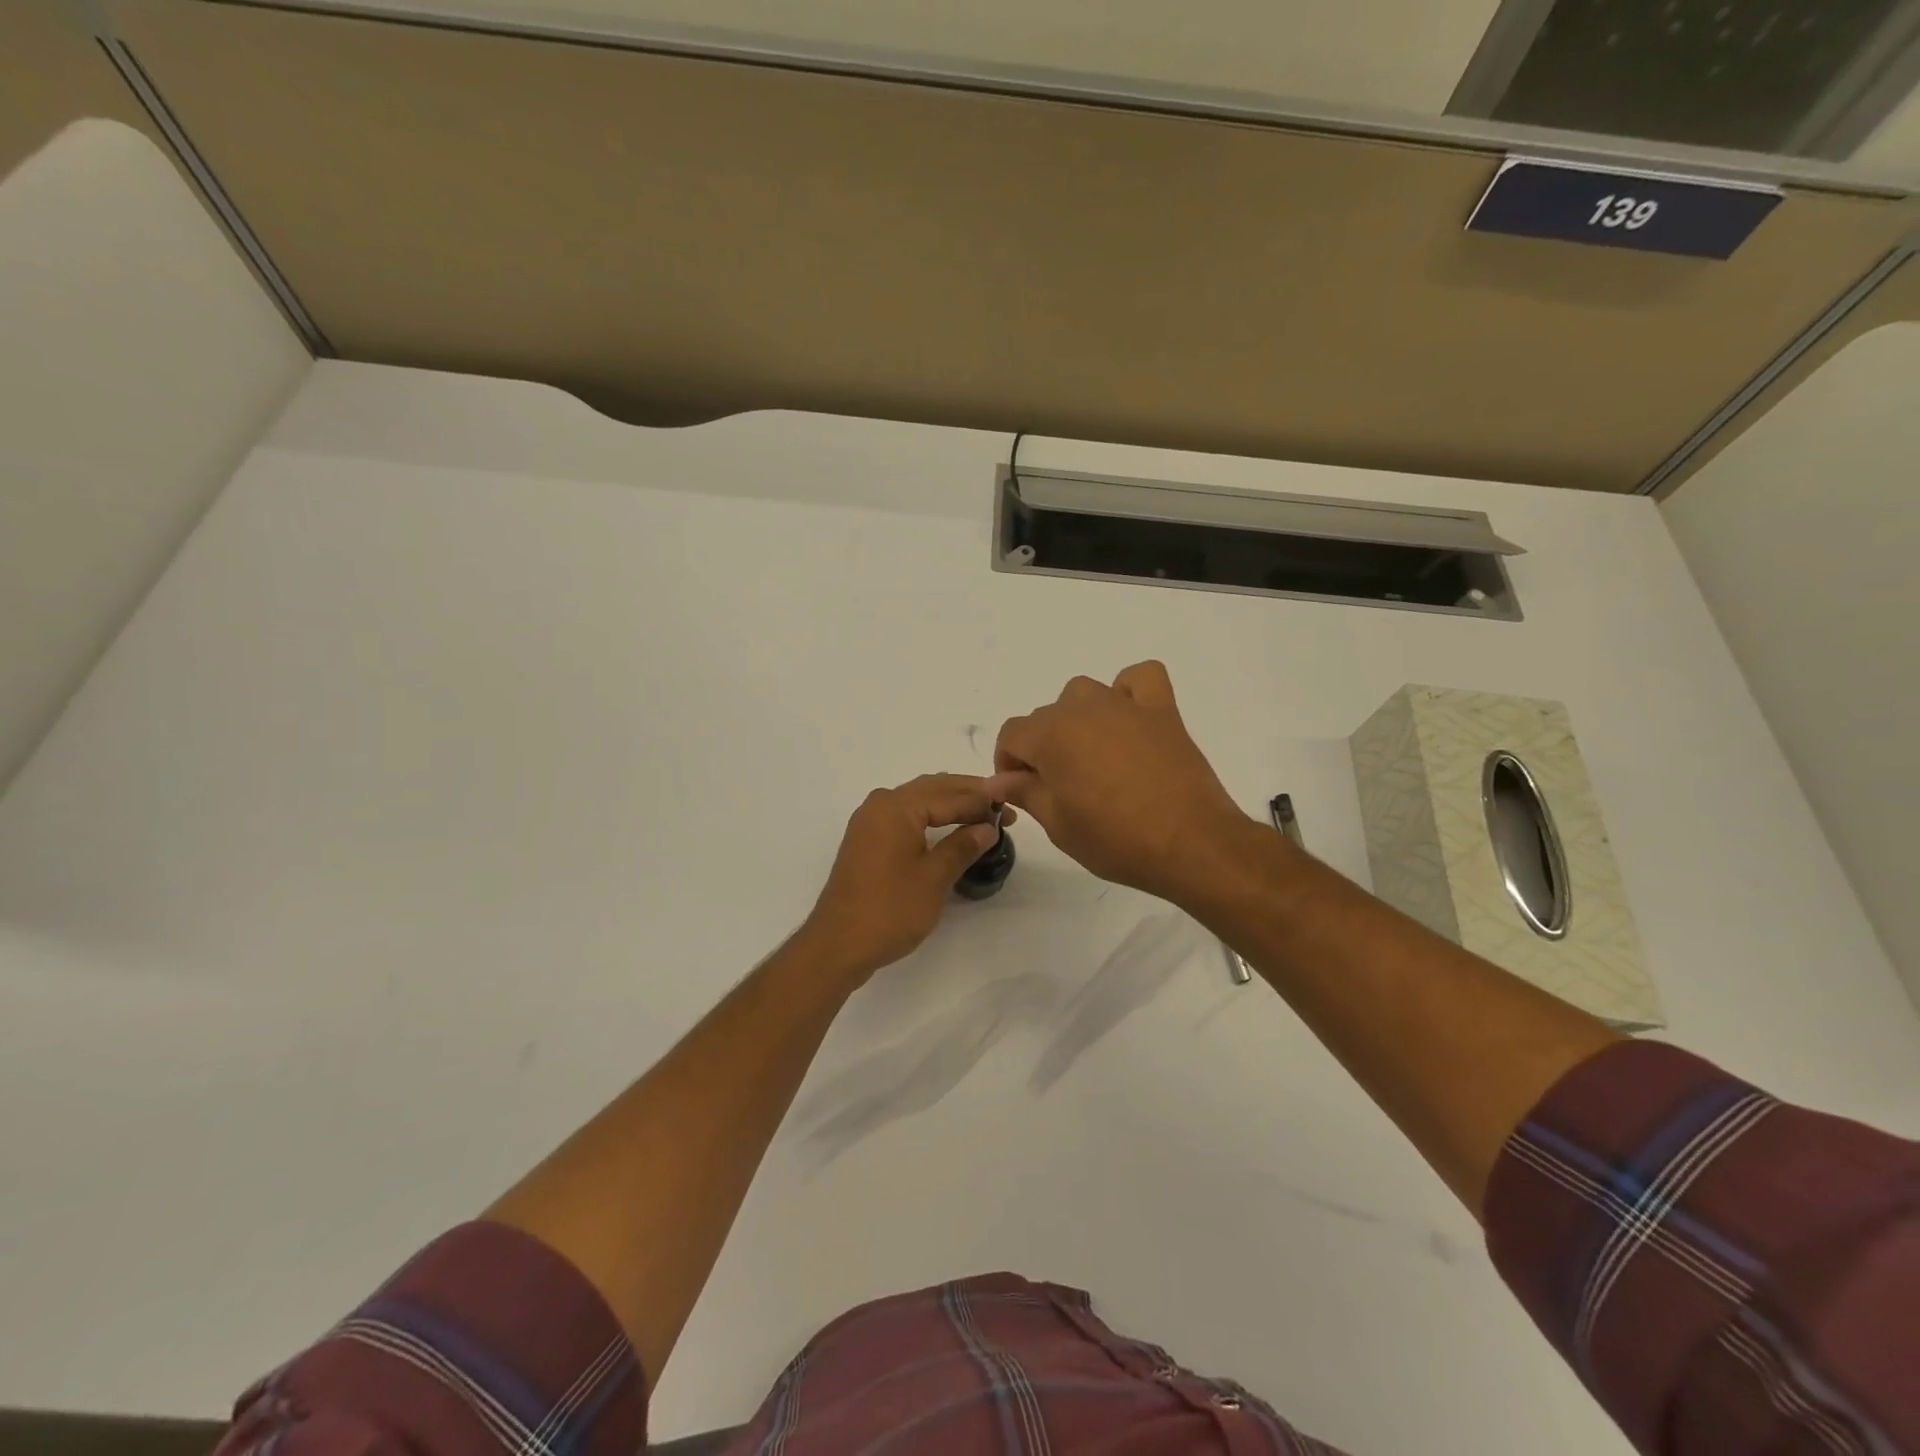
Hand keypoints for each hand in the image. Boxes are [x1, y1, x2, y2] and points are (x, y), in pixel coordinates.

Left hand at [798, 774, 1013, 983]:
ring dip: (949, 804)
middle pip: (932, 789)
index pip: (949, 795)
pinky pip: (905, 817)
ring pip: (918, 801)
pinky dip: (931, 818)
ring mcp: (870, 822)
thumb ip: (962, 846)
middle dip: (967, 796)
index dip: (982, 803)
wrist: (838, 944)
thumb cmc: (889, 909)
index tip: (1010, 812)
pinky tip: (949, 829)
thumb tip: (987, 827)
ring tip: (981, 815)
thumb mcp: (934, 878)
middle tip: (1001, 808)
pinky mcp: (867, 841)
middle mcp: (880, 804)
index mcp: (896, 806)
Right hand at [994, 661, 1247, 901]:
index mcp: (1052, 735)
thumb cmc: (1116, 840)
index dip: (1008, 763)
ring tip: (1090, 755)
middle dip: (1041, 748)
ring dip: (1076, 718)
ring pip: (1083, 694)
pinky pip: (1140, 679)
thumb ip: (1024, 792)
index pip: (1012, 734)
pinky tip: (1128, 718)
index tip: (1021, 790)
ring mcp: (1125, 705)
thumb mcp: (1058, 825)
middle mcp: (1083, 708)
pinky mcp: (1162, 710)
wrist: (1190, 843)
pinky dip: (1128, 691)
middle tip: (1057, 788)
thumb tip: (997, 780)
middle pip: (1045, 717)